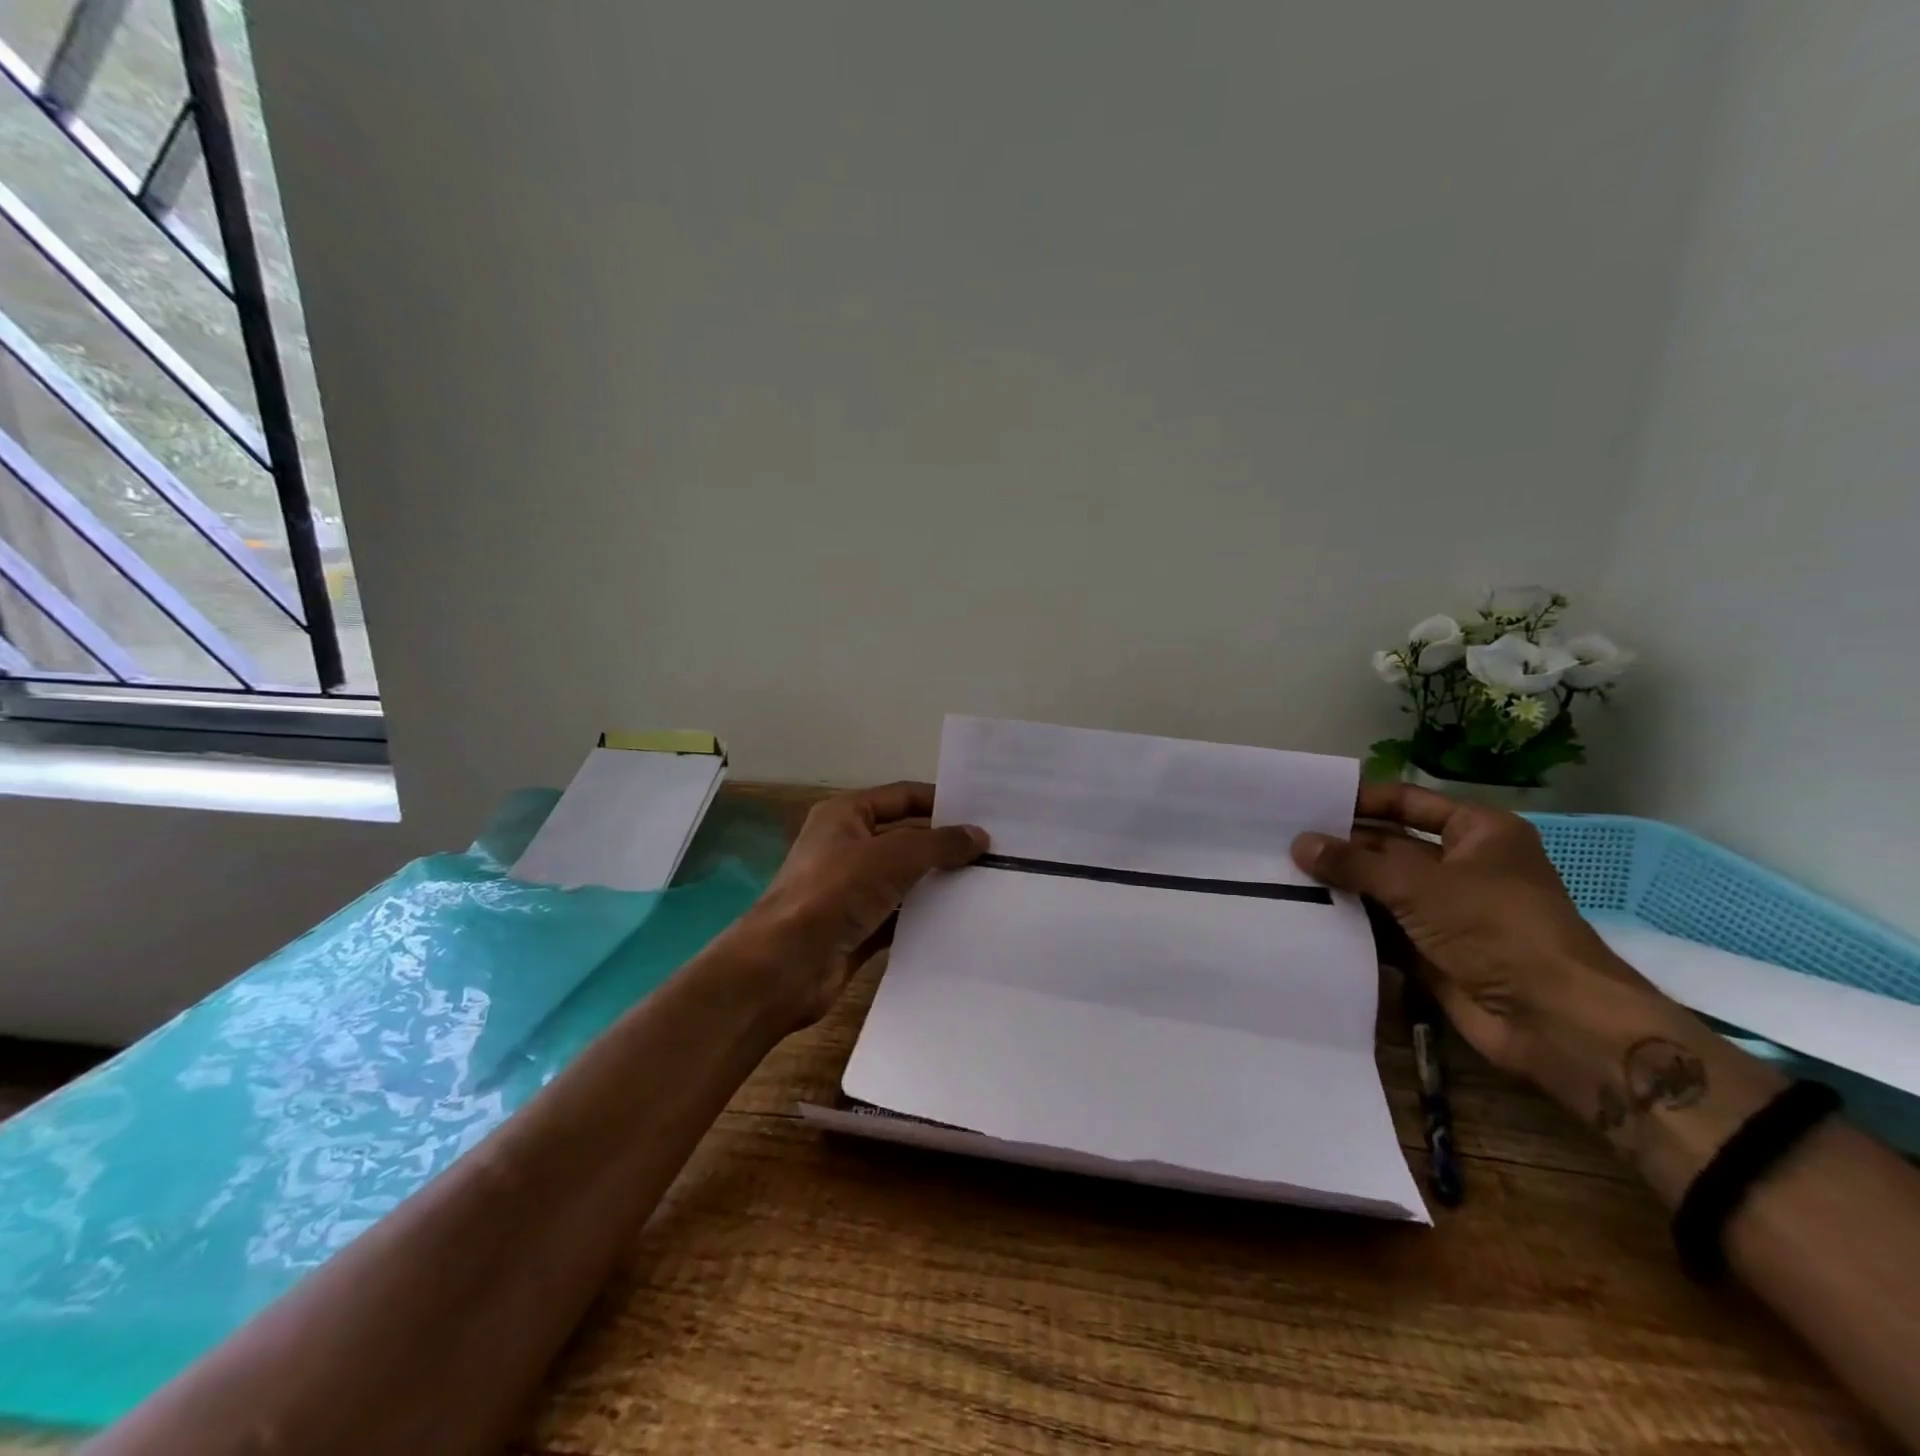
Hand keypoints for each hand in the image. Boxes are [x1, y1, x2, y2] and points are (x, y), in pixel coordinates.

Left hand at [734, 782, 986, 1029]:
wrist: (784, 966)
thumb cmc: (834, 893)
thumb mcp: (892, 856)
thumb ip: (939, 844)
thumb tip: (980, 836)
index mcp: (845, 815)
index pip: (903, 797)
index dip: (941, 802)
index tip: (984, 814)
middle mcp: (846, 847)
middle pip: (906, 838)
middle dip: (945, 845)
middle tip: (996, 852)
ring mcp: (850, 890)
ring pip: (904, 879)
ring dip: (938, 883)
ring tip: (988, 885)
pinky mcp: (857, 928)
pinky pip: (899, 916)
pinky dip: (925, 917)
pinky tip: (961, 921)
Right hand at [1290, 783, 1663, 1099]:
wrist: (1553, 1020)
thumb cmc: (1495, 928)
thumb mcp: (1419, 884)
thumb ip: (1355, 863)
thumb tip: (1299, 844)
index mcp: (1476, 833)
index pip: (1406, 802)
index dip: (1360, 801)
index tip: (1306, 804)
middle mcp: (1461, 865)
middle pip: (1389, 845)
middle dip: (1341, 847)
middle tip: (1279, 842)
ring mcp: (1446, 910)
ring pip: (1381, 888)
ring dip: (1340, 886)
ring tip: (1280, 874)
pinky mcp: (1432, 949)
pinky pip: (1382, 927)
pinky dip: (1350, 923)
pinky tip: (1304, 915)